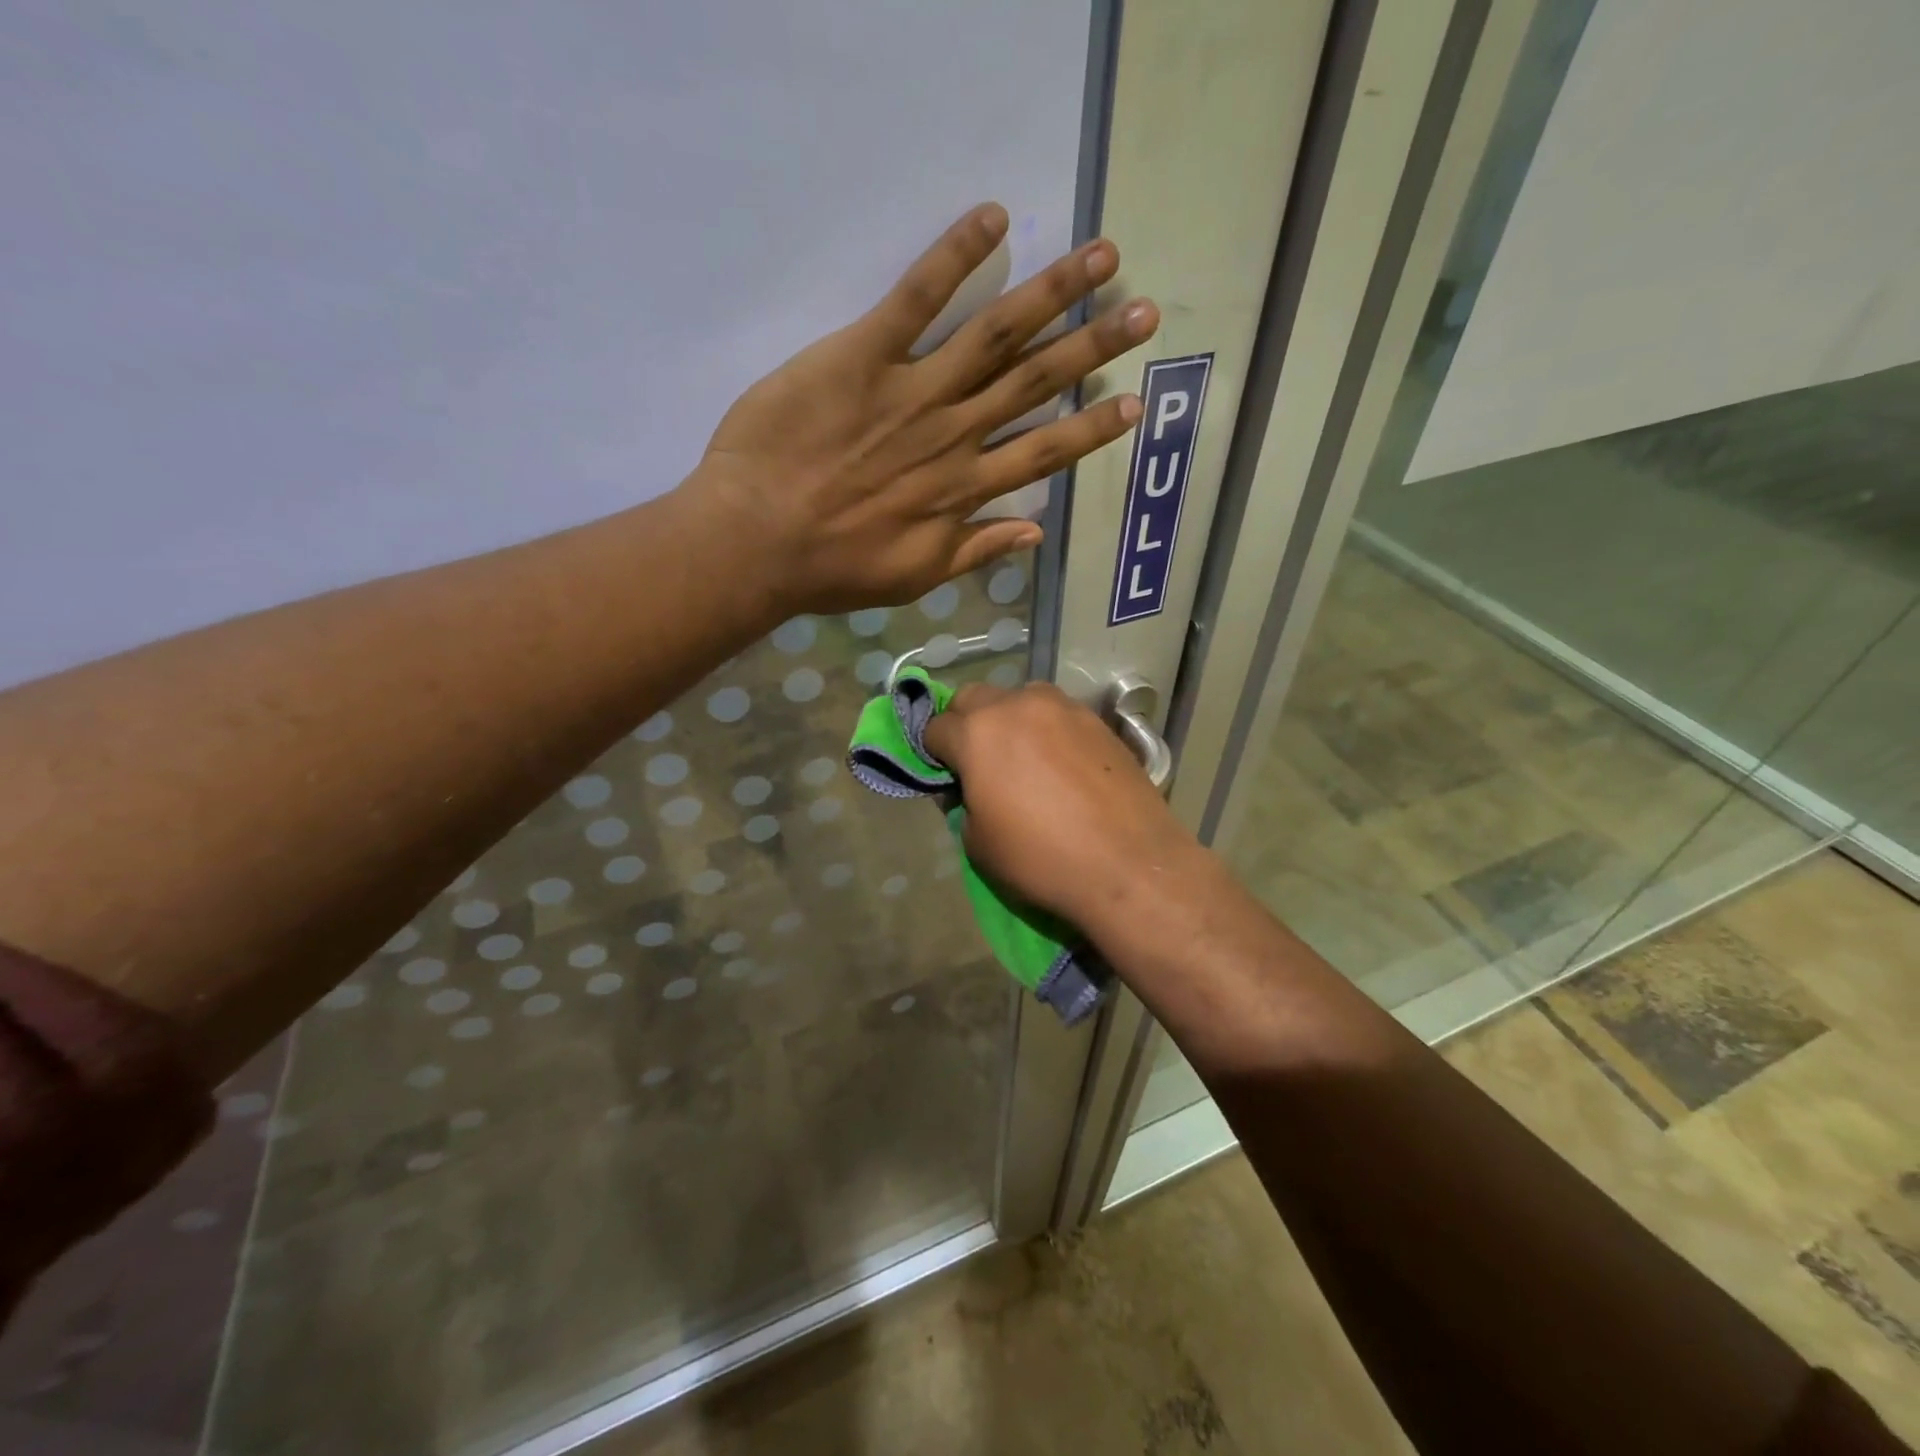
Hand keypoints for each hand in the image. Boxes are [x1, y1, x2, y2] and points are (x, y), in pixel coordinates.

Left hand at [688, 203, 1159, 613]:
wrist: (757, 540)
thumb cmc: (832, 568)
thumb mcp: (914, 577)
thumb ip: (975, 550)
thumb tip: (1036, 532)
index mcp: (963, 489)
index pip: (1043, 453)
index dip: (1091, 429)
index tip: (1135, 403)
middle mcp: (952, 434)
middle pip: (1034, 383)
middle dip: (1093, 347)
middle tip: (1143, 312)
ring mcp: (912, 390)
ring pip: (994, 335)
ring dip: (1051, 294)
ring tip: (1101, 258)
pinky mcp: (863, 355)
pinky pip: (916, 298)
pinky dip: (954, 256)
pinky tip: (995, 218)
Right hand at [921, 682, 1202, 932]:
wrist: (1129, 864)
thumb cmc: (1042, 858)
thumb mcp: (978, 843)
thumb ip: (964, 802)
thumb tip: (970, 787)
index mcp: (978, 733)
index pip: (936, 727)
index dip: (934, 754)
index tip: (947, 778)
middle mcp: (1017, 705)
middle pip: (974, 698)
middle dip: (966, 724)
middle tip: (978, 762)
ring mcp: (1062, 707)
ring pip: (1020, 698)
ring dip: (1010, 720)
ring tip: (1024, 759)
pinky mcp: (1097, 720)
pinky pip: (1057, 715)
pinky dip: (1047, 731)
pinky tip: (1061, 765)